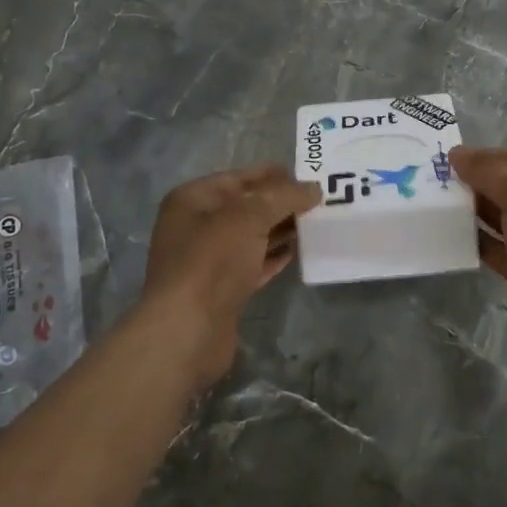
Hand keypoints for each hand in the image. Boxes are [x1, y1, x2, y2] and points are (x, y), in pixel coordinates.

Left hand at [140, 165, 320, 387]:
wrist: (187, 331)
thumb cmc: (212, 261)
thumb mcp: (249, 217)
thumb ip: (283, 197)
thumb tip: (313, 188)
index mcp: (193, 199)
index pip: (238, 178)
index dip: (272, 175)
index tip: (307, 176)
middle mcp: (197, 226)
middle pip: (245, 207)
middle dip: (280, 203)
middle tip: (319, 201)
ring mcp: (208, 260)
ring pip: (251, 236)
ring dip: (280, 230)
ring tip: (316, 223)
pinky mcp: (222, 289)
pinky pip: (253, 263)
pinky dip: (273, 256)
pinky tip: (298, 251)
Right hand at [449, 145, 506, 388]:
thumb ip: (491, 172)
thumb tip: (458, 154)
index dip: (495, 155)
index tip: (459, 161)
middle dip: (484, 183)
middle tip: (445, 183)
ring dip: (479, 212)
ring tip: (445, 206)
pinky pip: (504, 250)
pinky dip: (483, 242)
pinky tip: (456, 238)